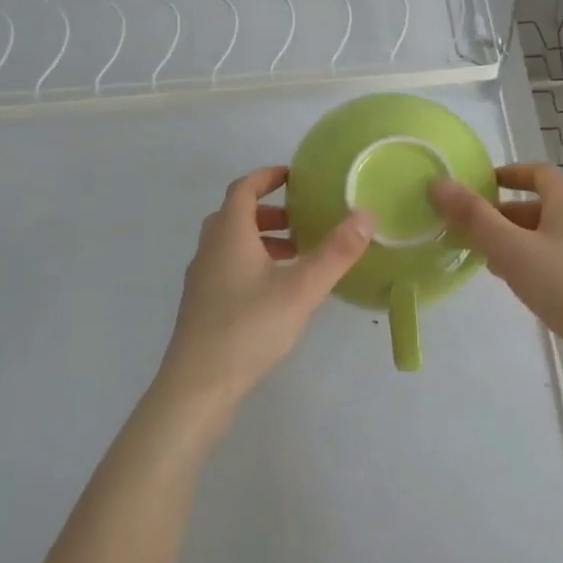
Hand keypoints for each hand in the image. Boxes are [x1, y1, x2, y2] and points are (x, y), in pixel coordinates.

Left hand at [155, 166, 372, 417]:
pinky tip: (275, 292)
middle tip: (300, 220)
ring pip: (231, 243)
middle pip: (235, 215)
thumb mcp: (301, 289)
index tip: (293, 176)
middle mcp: (209, 248)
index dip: (267, 177)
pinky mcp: (201, 306)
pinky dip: (252, 263)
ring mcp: (201, 279)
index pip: (243, 188)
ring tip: (296, 256)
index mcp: (229, 233)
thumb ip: (335, 252)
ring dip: (261, 240)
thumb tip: (365, 214)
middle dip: (268, 211)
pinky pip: (227, 267)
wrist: (196, 387)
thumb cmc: (248, 328)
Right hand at [430, 163, 562, 371]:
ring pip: (552, 236)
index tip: (479, 187)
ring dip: (520, 242)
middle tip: (473, 234)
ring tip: (492, 264)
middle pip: (542, 206)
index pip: (537, 173)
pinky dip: (540, 263)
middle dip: (506, 216)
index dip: (507, 175)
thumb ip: (474, 218)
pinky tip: (527, 290)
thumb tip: (438, 183)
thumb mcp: (512, 250)